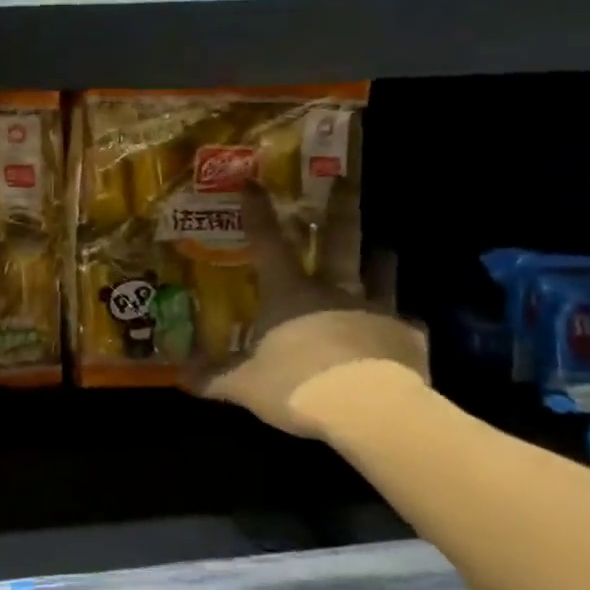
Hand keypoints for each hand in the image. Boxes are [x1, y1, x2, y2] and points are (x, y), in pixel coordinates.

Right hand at [186, 186, 428, 436]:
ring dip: (381, 260)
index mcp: (290, 293)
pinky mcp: (407, 336)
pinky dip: (402, 324)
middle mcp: (334, 291)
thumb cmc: (296, 385)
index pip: (267, 243)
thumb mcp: (245, 385)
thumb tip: (181, 378)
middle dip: (340, 209)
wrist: (367, 408)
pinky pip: (406, 324)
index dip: (258, 212)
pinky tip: (403, 329)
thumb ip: (215, 378)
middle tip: (347, 180)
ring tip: (384, 248)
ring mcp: (376, 309)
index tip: (252, 182)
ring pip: (380, 273)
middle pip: (339, 241)